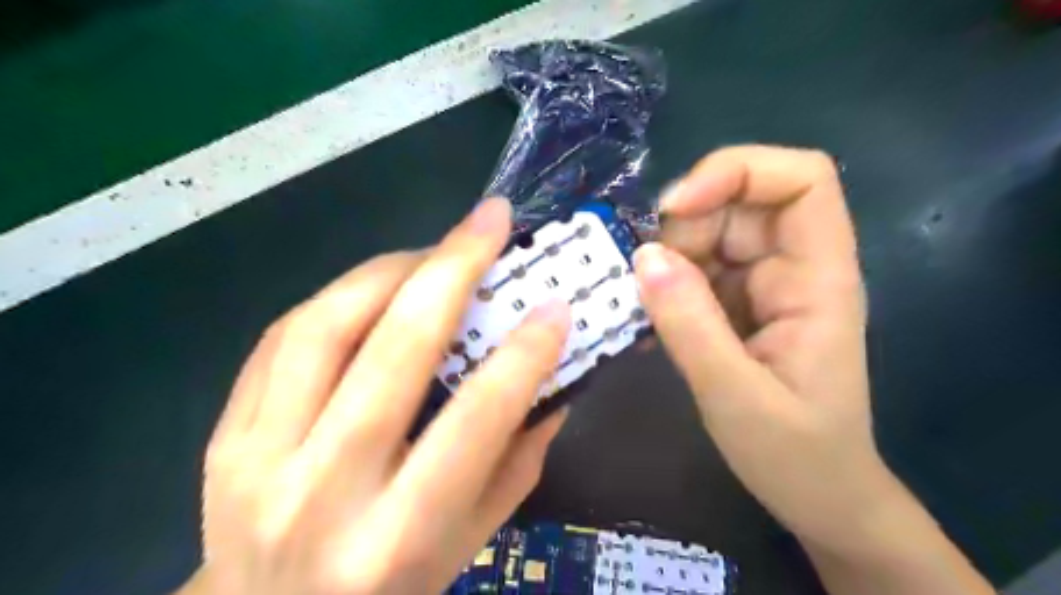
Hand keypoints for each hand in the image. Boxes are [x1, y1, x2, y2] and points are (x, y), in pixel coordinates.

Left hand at [187, 197, 576, 594]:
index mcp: (400, 535)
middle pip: (393, 351)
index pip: (475, 421)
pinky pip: (283, 336)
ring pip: (326, 326)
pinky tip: (379, 286)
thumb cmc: (391, 588)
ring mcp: (258, 458)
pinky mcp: (223, 434)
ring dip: (390, 270)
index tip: (555, 304)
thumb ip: (516, 461)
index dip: (523, 354)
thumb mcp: (469, 541)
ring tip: (434, 251)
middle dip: (452, 268)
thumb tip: (552, 382)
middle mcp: (324, 491)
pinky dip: (340, 296)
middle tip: (489, 220)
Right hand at [637, 146, 869, 546]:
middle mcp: (792, 267)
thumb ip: (690, 326)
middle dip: (685, 225)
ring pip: (708, 232)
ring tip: (646, 306)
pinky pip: (694, 268)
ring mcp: (762, 283)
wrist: (818, 496)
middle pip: (739, 201)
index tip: (676, 209)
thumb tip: (644, 256)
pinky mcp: (735, 303)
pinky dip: (664, 282)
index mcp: (819, 278)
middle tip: (648, 277)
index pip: (800, 180)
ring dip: (668, 256)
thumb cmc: (795, 454)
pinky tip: (649, 318)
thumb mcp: (737, 397)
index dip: (737, 172)